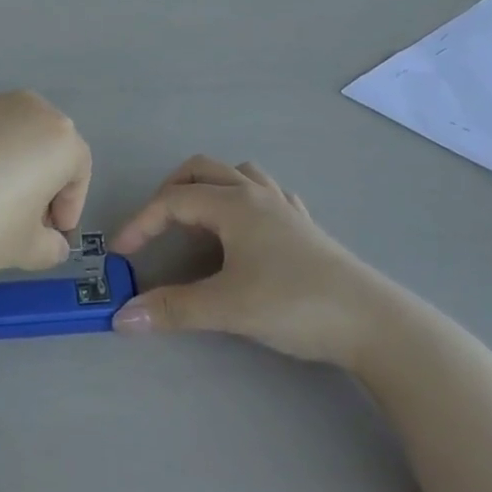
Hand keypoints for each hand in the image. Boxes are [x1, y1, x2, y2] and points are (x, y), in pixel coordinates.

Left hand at [0, 90, 90, 281]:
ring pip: (10, 134)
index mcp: (58, 137)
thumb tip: (53, 243)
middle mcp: (27, 107)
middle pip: (46, 145)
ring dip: (9, 164)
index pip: (79, 171)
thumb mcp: (24, 249)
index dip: (70, 206)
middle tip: (23, 220)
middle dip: (42, 182)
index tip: (52, 234)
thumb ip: (50, 247)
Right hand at [110, 156, 381, 365]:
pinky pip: (267, 195)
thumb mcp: (227, 308)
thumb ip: (172, 309)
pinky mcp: (305, 227)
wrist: (370, 321)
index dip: (141, 223)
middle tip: (156, 227)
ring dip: (210, 188)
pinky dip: (244, 201)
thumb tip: (121, 317)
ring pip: (237, 175)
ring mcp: (285, 207)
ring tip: (198, 223)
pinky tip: (246, 231)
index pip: (173, 200)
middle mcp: (256, 194)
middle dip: (171, 191)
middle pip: (202, 170)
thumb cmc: (293, 304)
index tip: (120, 253)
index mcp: (234, 204)